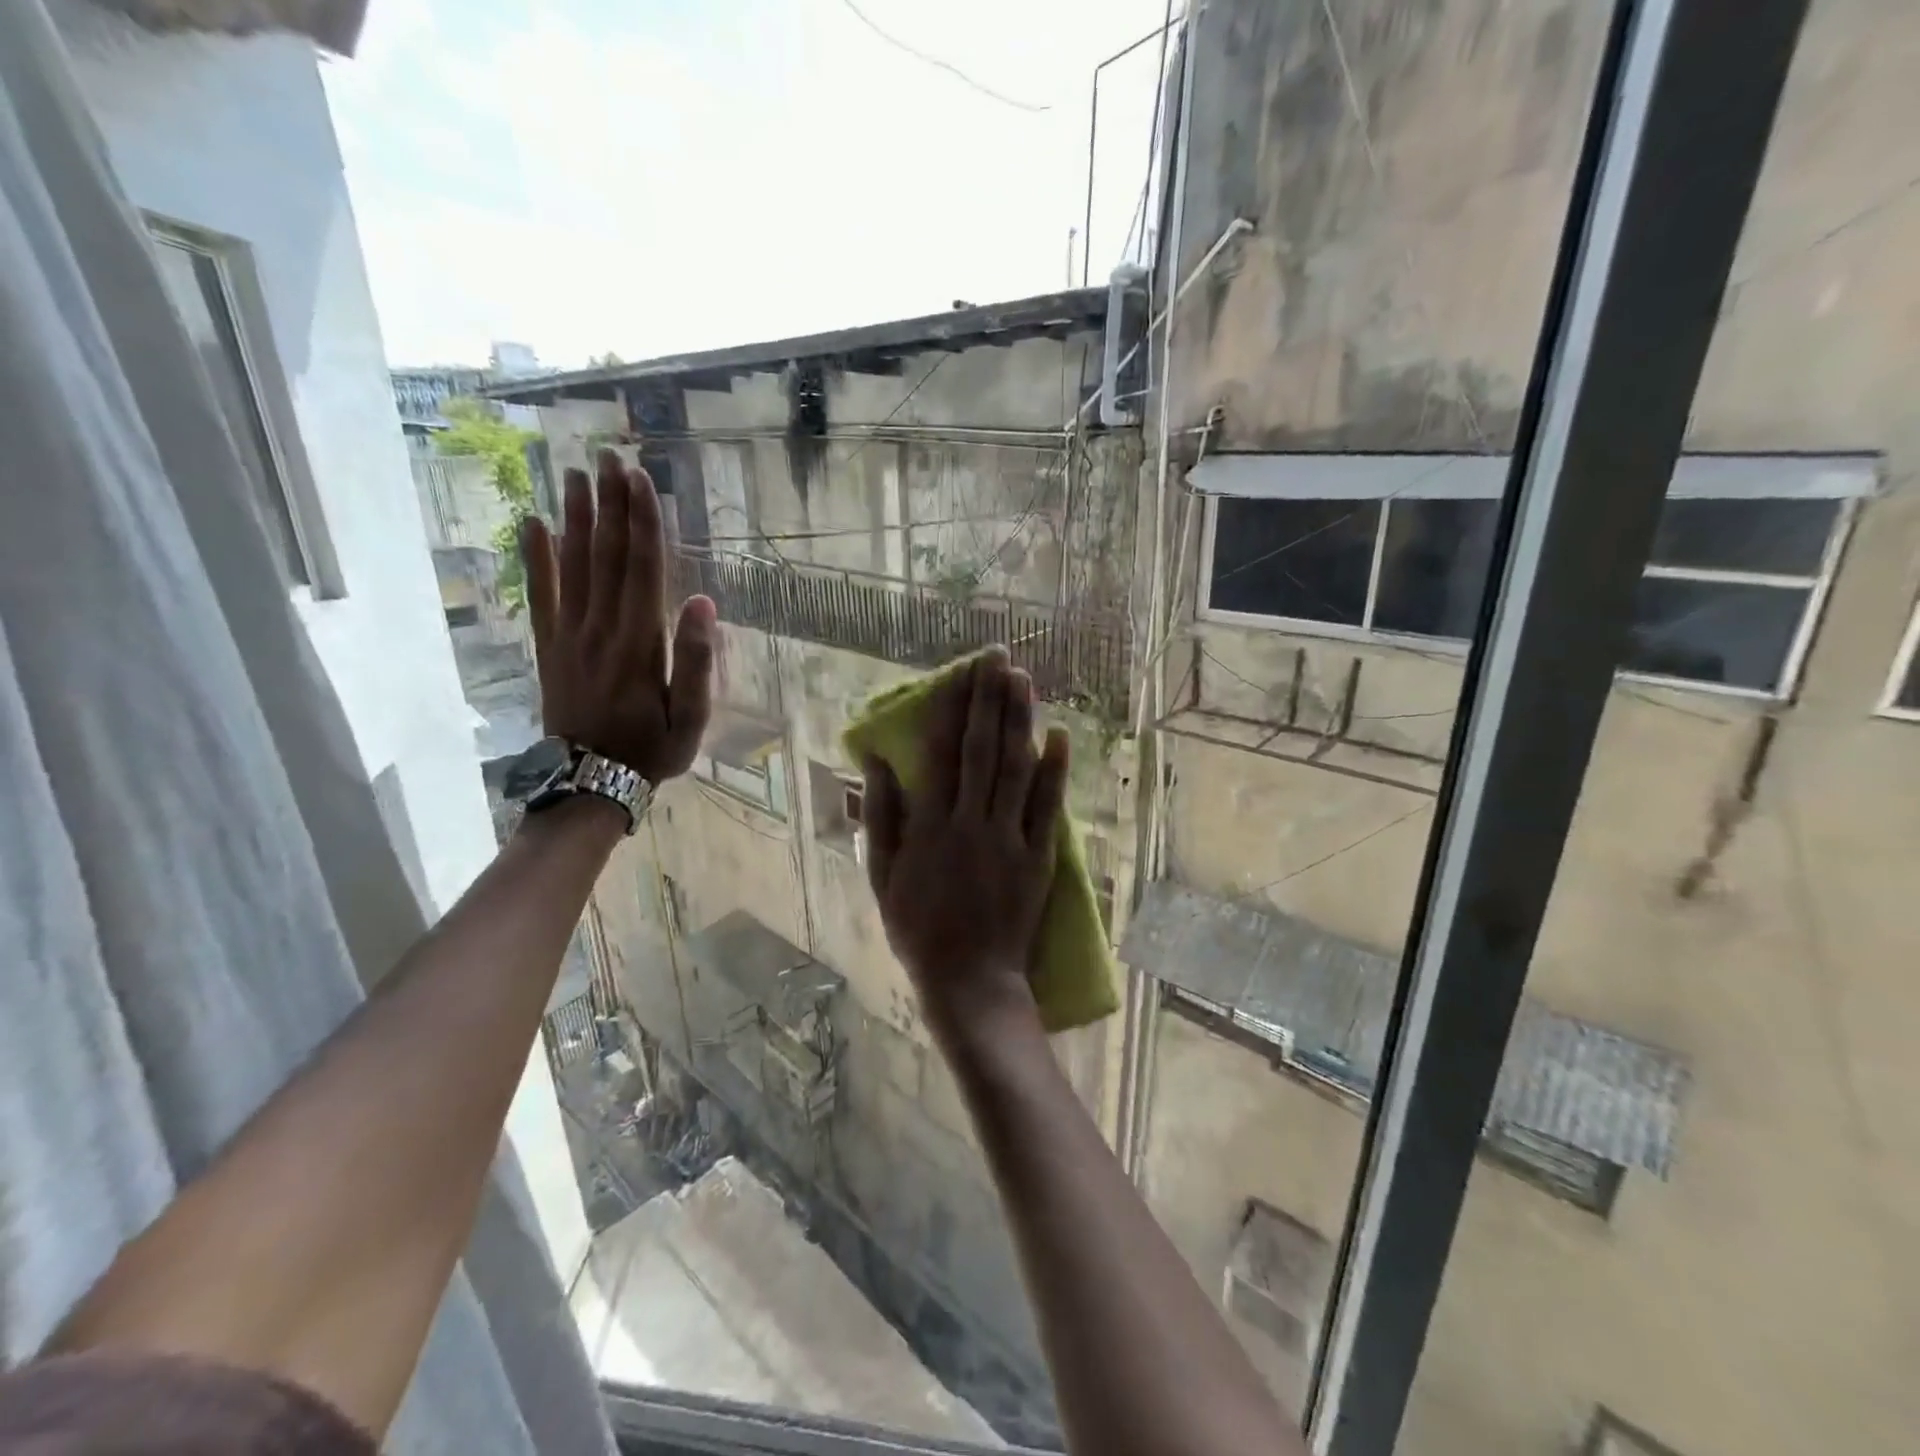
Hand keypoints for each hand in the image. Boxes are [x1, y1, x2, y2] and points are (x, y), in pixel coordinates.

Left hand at [520, 449, 715, 783]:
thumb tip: (703, 603)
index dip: (642, 522)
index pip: (642, 568)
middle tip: (609, 456)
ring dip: (575, 518)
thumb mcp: (693, 718)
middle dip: (610, 504)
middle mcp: (600, 628)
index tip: (640, 478)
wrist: (590, 783)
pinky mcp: (548, 648)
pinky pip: (541, 595)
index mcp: (639, 642)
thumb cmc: (653, 750)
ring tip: (575, 474)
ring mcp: (569, 636)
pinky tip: (532, 524)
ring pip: (572, 566)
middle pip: (605, 555)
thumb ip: (698, 661)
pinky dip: (536, 559)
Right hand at [862, 647, 1069, 1049]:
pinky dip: (1054, 771)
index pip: (942, 753)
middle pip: (982, 750)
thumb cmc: (918, 929)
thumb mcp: (882, 876)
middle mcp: (969, 822)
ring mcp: (1008, 839)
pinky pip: (1047, 808)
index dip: (952, 709)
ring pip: (1015, 769)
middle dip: (990, 699)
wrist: (968, 980)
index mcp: (929, 826)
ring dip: (1020, 721)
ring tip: (1024, 680)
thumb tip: (876, 763)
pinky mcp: (1037, 857)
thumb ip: (880, 817)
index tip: (962, 673)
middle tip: (998, 658)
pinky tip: (1059, 735)